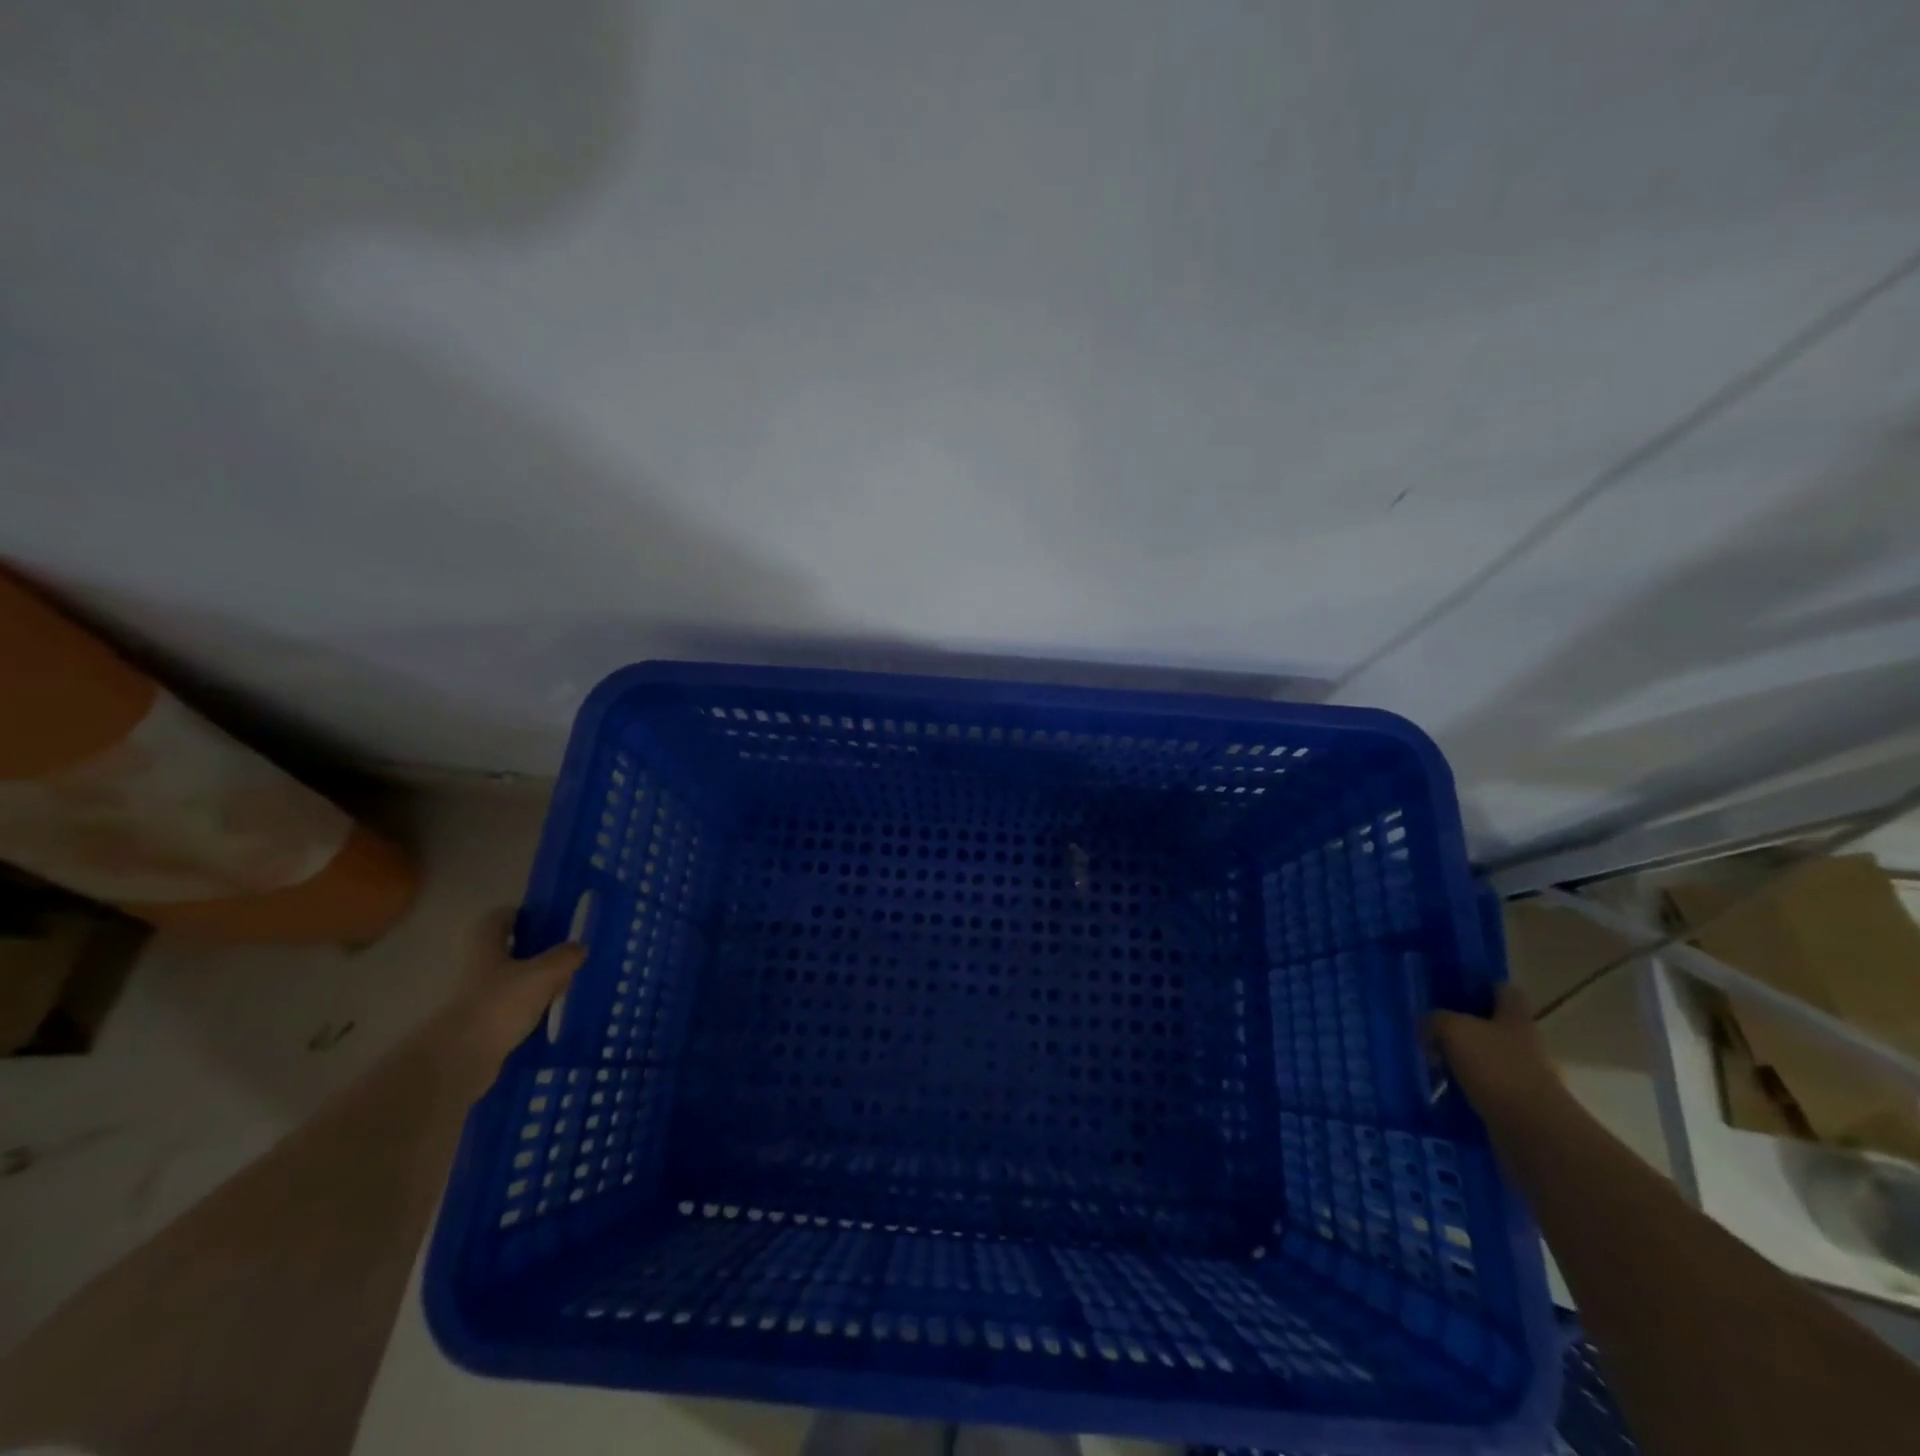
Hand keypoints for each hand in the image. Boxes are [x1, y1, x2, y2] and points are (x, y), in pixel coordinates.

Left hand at [433, 908, 584, 1092]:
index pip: (499, 918)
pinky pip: (511, 1011)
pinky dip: (530, 1012)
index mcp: (486, 947)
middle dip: (534, 951)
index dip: (521, 914)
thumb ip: (564, 957)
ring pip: (510, 983)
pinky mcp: (482, 1028)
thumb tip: (579, 947)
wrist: (459, 1060)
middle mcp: (477, 969)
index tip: (547, 919)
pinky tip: (553, 1017)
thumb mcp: (543, 974)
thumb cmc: (500, 1004)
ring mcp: (477, 1000)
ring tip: (566, 986)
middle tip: (566, 954)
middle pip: (506, 951)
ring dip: (534, 984)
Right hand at [1428, 983, 1563, 1115]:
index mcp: (1515, 1018)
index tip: (1455, 989)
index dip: (1482, 986)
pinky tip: (1444, 1090)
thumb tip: (1427, 1026)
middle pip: (1494, 1025)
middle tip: (1432, 1029)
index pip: (1504, 990)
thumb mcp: (1453, 1030)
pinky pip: (1487, 1088)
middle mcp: (1525, 1043)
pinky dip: (1467, 1088)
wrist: (1533, 1131)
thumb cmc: (1496, 1068)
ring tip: (1431, 1063)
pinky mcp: (1519, 1105)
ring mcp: (1525, 1076)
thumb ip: (1436, 1020)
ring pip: (1488, 1058)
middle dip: (1466, 1027)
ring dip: (1463, 1060)